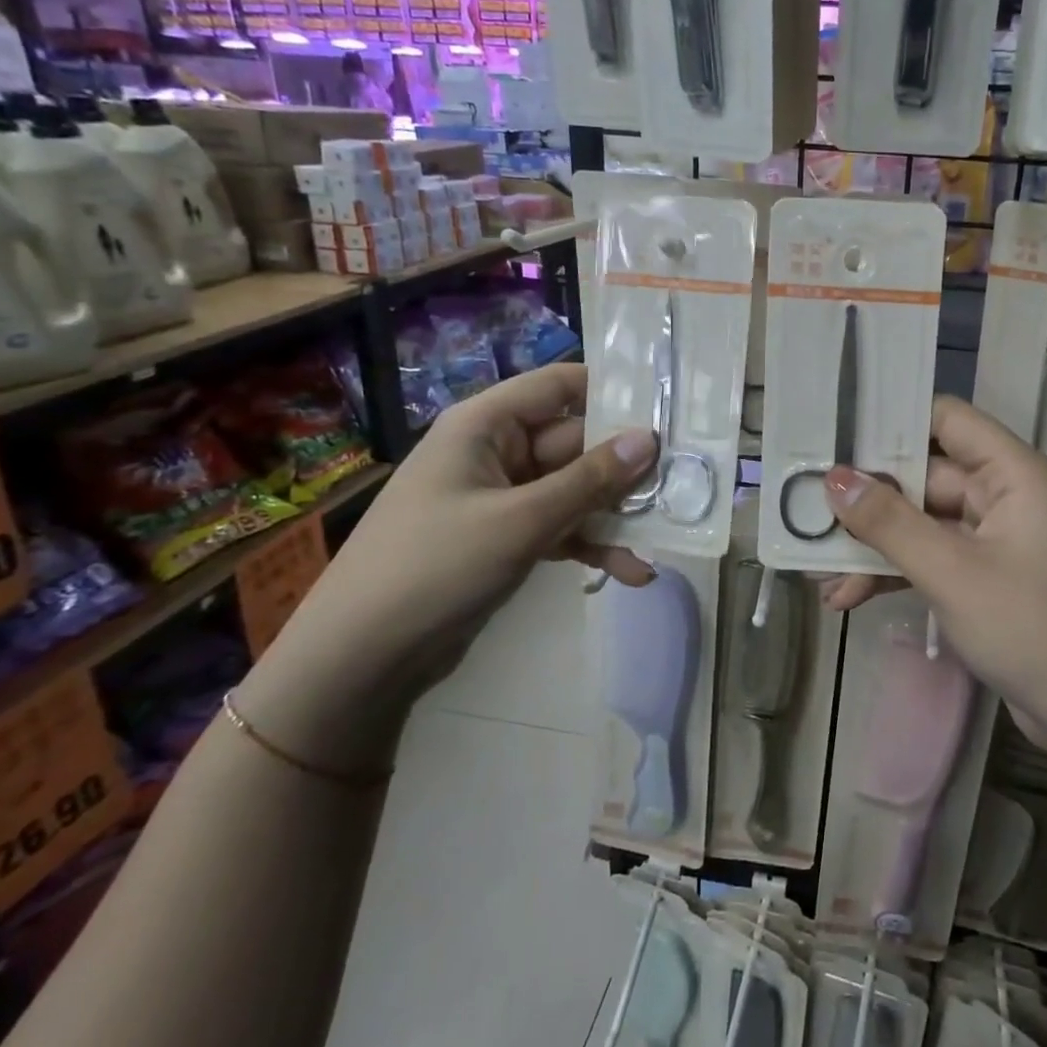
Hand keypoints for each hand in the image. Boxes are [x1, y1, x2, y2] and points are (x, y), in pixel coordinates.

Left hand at [236, 364, 655, 773]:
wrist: (361, 659)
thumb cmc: (434, 567)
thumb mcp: (520, 521)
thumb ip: (589, 480)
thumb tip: (650, 439)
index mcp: (486, 425)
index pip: (560, 386)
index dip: (613, 391)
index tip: (668, 408)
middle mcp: (496, 452)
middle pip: (577, 443)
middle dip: (626, 468)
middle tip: (685, 483)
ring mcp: (503, 498)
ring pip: (575, 490)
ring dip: (616, 514)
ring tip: (666, 536)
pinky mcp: (508, 538)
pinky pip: (561, 527)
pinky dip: (592, 545)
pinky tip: (632, 572)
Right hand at [819, 396, 1046, 759]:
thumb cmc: (1034, 628)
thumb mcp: (952, 572)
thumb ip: (889, 523)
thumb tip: (833, 478)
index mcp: (1011, 473)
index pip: (945, 419)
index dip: (891, 421)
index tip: (833, 434)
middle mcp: (1003, 496)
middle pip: (924, 477)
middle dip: (867, 500)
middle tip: (806, 510)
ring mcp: (995, 541)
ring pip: (922, 524)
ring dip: (874, 545)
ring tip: (817, 570)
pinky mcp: (987, 580)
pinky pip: (933, 560)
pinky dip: (895, 574)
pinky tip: (848, 597)